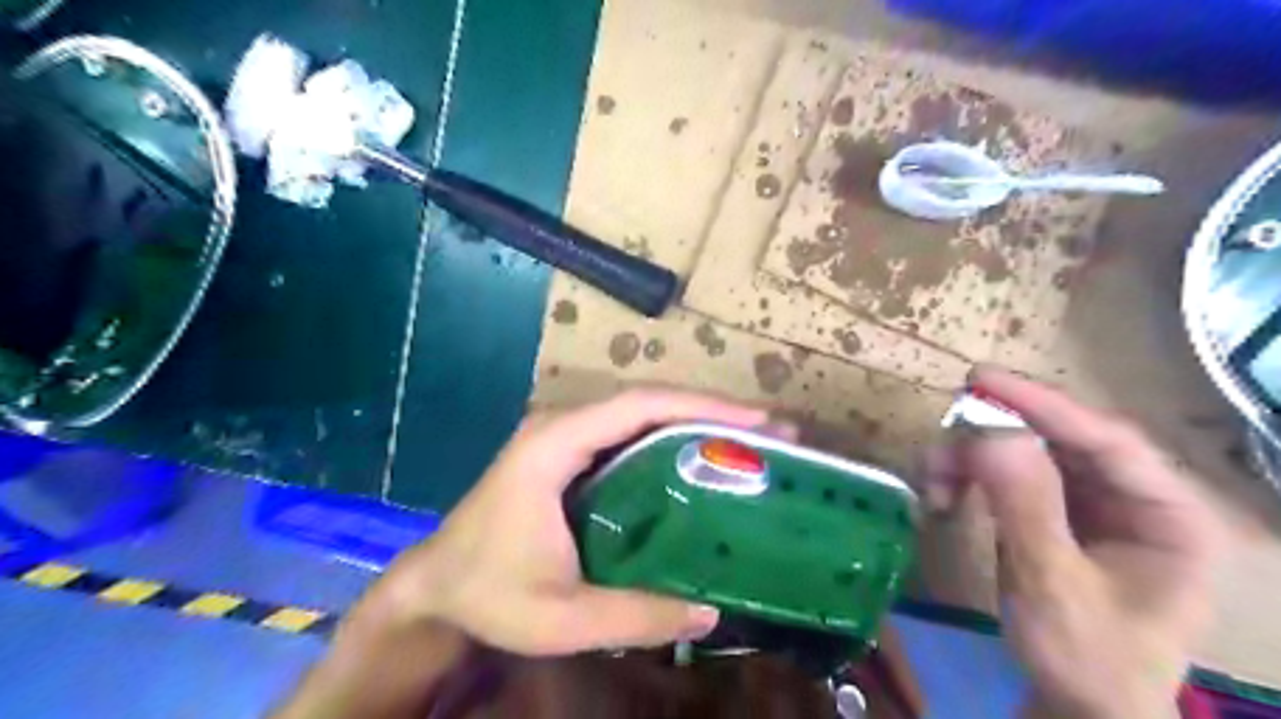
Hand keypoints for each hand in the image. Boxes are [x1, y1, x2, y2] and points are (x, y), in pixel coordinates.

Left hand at [371, 390, 768, 660]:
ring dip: (696, 420)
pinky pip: (630, 432)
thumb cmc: (489, 593)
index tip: (757, 420)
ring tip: (750, 442)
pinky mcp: (569, 449)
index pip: (638, 406)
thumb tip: (711, 612)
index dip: (700, 405)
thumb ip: (635, 617)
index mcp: (554, 444)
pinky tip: (704, 459)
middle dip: (711, 410)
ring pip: (642, 412)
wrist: (436, 584)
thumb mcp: (561, 619)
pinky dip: (672, 437)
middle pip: (647, 400)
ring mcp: (565, 433)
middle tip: (771, 432)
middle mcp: (562, 424)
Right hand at [927, 368, 1224, 714]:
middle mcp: (1132, 499)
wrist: (1076, 707)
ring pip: (1026, 452)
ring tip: (936, 484)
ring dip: (973, 459)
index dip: (1043, 405)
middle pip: (1061, 440)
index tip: (981, 380)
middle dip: (995, 436)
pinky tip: (945, 495)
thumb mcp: (1054, 587)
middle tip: (944, 437)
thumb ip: (1026, 508)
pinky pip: (1008, 475)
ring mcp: (1090, 505)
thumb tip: (990, 433)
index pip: (1109, 440)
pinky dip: (970, 477)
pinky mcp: (1053, 513)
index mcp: (1168, 516)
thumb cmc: (1086, 660)